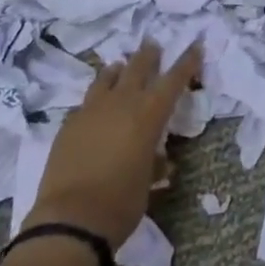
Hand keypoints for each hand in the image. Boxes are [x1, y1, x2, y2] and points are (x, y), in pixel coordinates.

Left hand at [24, 41, 200, 247]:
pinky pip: (86, 102)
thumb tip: (160, 162)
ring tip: (120, 67)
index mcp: (149, 113)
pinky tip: (95, 109)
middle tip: (152, 46)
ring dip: (118, 70)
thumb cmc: (122, 202)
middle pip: (138, 66)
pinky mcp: (68, 124)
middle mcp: (122, 102)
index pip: (174, 79)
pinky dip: (96, 99)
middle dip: (148, 55)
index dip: (187, 61)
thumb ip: (154, 163)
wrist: (71, 219)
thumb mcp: (148, 182)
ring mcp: (91, 110)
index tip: (196, 46)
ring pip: (107, 77)